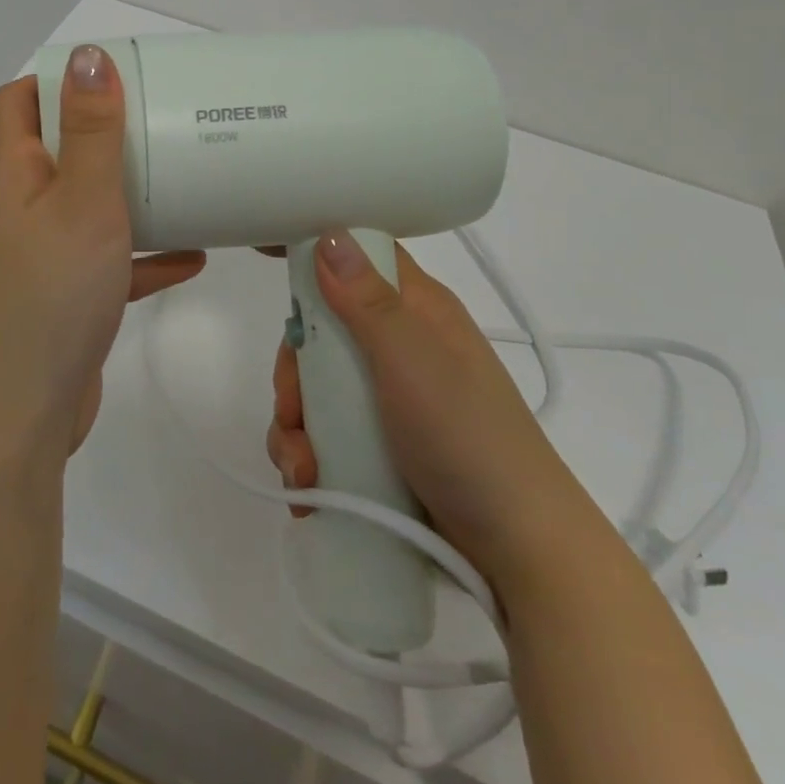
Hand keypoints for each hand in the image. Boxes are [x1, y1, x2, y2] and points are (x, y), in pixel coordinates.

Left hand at [0, 46, 206, 463]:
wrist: (22, 417)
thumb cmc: (51, 295)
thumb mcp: (81, 201)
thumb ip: (90, 130)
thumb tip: (88, 55)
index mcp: (10, 175)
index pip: (17, 101)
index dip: (56, 79)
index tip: (112, 76)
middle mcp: (16, 209)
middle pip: (55, 149)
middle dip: (104, 132)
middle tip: (162, 120)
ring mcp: (37, 256)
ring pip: (84, 205)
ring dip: (127, 192)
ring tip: (181, 178)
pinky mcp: (61, 297)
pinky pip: (104, 260)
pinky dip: (139, 253)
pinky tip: (191, 257)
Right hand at [267, 232, 595, 585]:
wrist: (519, 550)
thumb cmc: (467, 438)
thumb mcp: (412, 361)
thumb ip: (367, 300)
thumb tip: (329, 233)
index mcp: (413, 310)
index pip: (358, 258)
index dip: (315, 252)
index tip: (265, 257)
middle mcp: (397, 345)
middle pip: (320, 331)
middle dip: (293, 373)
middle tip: (293, 411)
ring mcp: (386, 398)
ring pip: (315, 388)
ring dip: (295, 427)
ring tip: (304, 472)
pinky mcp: (378, 446)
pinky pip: (323, 434)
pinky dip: (307, 457)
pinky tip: (309, 488)